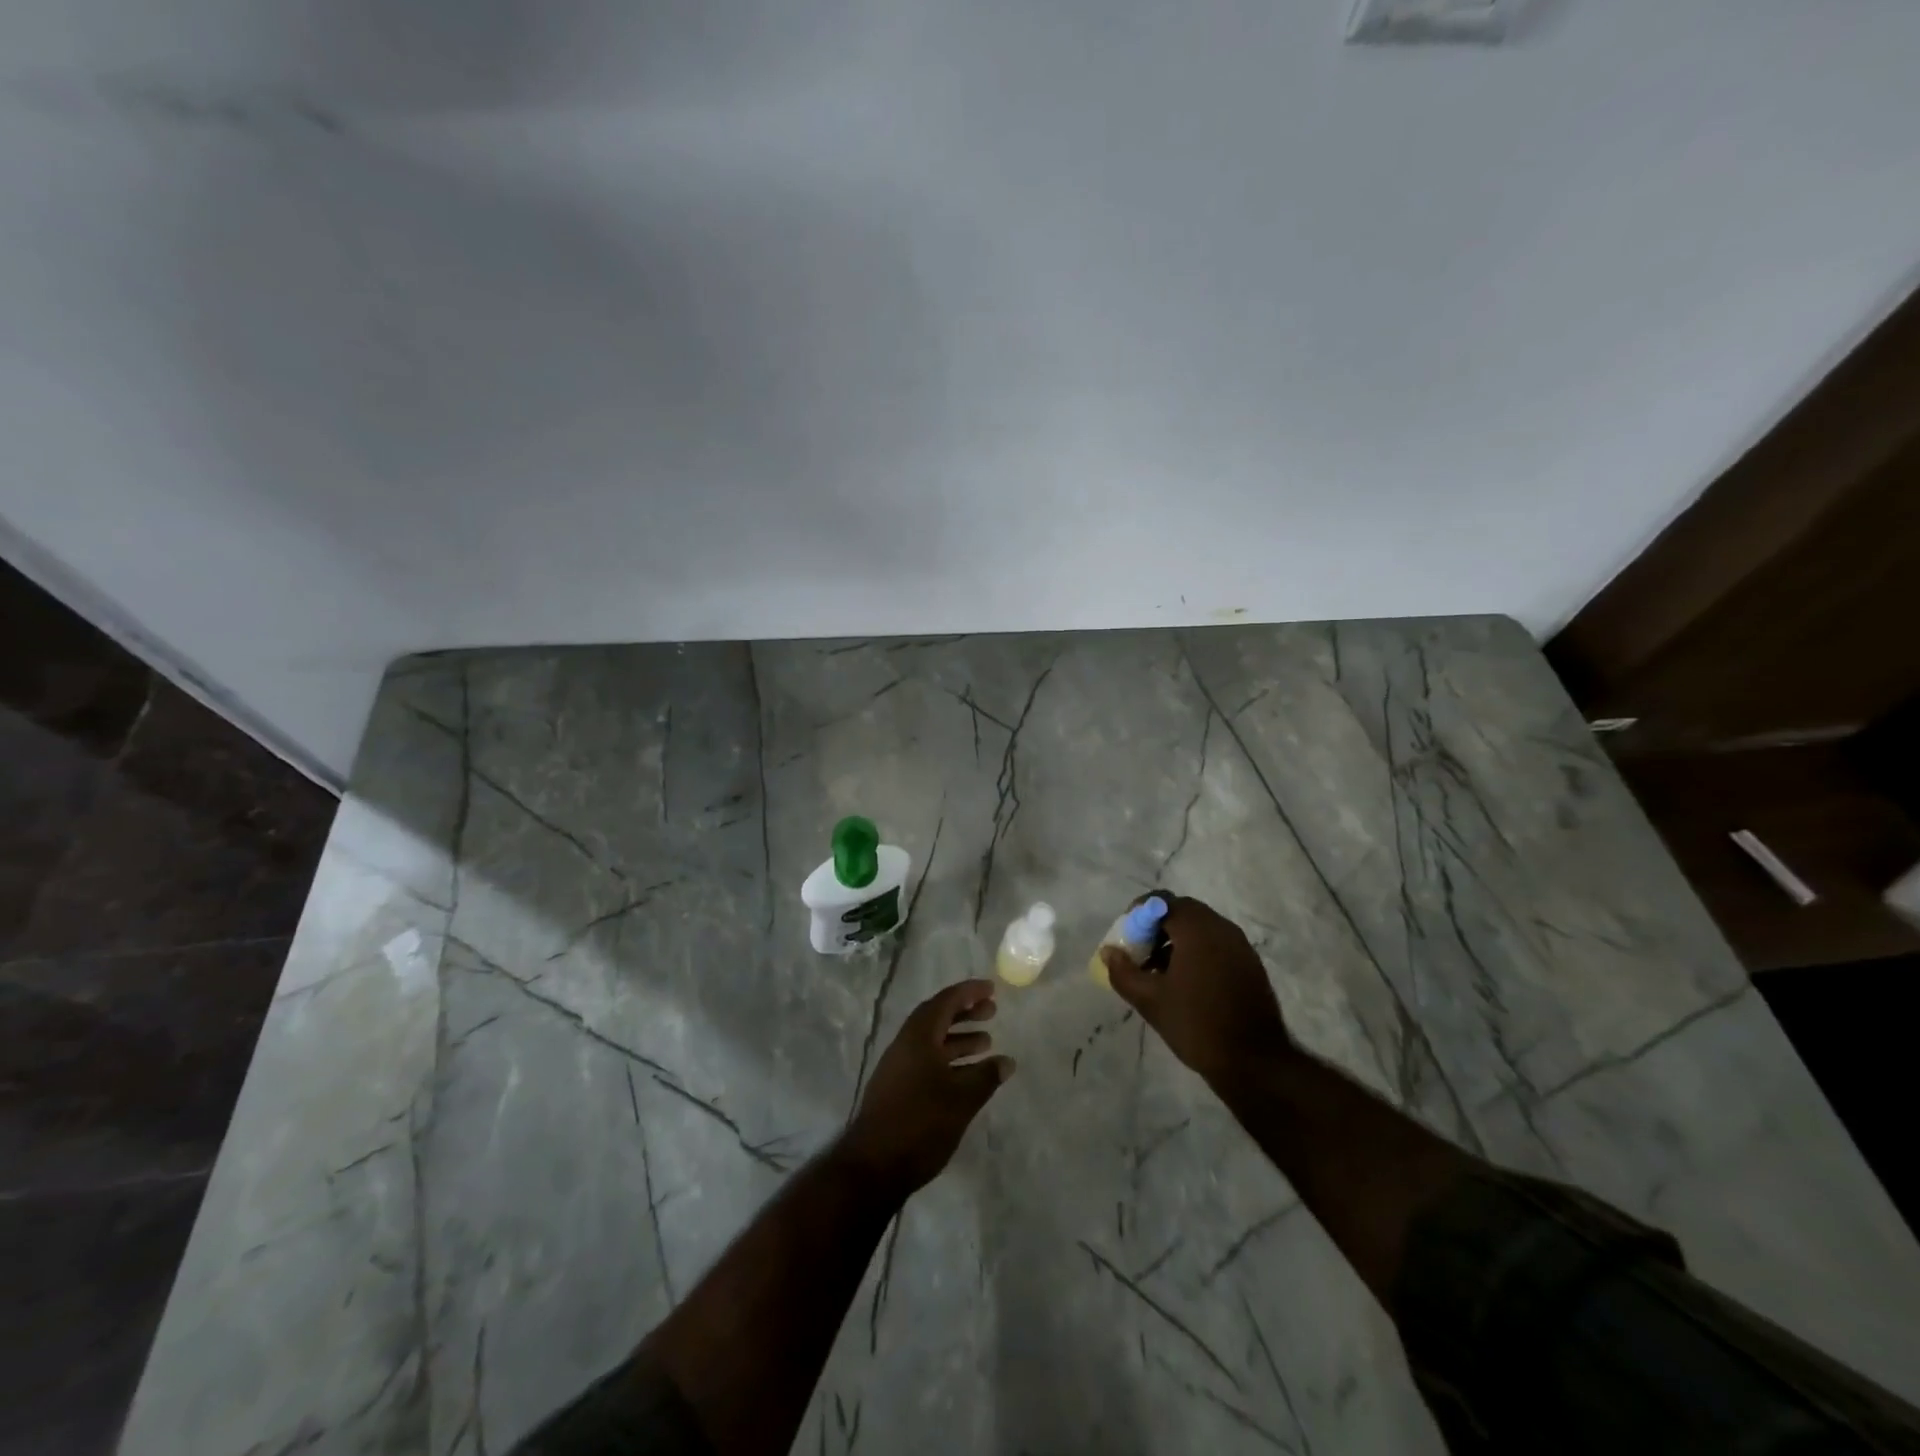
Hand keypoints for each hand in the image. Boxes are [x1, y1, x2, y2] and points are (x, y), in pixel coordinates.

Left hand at [841, 980, 1013, 1197]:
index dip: (968, 993)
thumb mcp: (961, 1099)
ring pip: (932, 1042)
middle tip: (992, 1012)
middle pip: (937, 1018)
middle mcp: (905, 1045)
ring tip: (987, 1043)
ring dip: (958, 1038)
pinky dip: (949, 1060)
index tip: (991, 989)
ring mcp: (898, 1068)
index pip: (945, 1002)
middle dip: (965, 1013)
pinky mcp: (897, 1089)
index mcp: (917, 1037)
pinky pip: (927, 1061)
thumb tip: (1007, 1061)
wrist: (873, 1167)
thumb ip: (986, 1077)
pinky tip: (967, 1075)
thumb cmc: (920, 1124)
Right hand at [1101, 894, 1291, 1082]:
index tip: (1127, 938)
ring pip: (1200, 928)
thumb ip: (1123, 971)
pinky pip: (1217, 944)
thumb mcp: (1150, 1000)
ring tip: (1160, 972)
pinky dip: (1197, 951)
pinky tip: (1187, 983)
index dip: (1138, 914)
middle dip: (1156, 927)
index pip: (1161, 902)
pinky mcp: (1250, 964)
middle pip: (1182, 911)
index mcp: (1196, 929)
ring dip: (1176, 940)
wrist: (1255, 1062)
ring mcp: (1240, 945)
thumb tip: (1108, 952)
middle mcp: (1221, 928)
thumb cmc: (1196, 1024)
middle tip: (1140, 954)